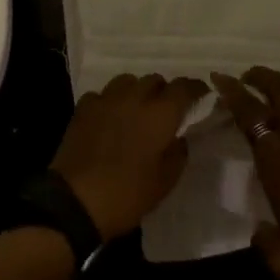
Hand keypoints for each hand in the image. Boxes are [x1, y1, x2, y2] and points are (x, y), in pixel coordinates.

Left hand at [51, 74, 206, 241]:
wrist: (77, 200)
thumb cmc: (127, 194)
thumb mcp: (164, 182)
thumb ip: (178, 154)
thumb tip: (180, 137)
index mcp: (159, 115)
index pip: (182, 88)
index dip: (195, 87)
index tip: (202, 93)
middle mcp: (134, 98)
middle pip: (154, 79)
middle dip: (164, 91)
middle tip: (166, 110)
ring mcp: (106, 100)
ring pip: (127, 81)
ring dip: (137, 91)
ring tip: (136, 111)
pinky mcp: (83, 108)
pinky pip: (102, 95)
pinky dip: (110, 102)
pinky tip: (109, 119)